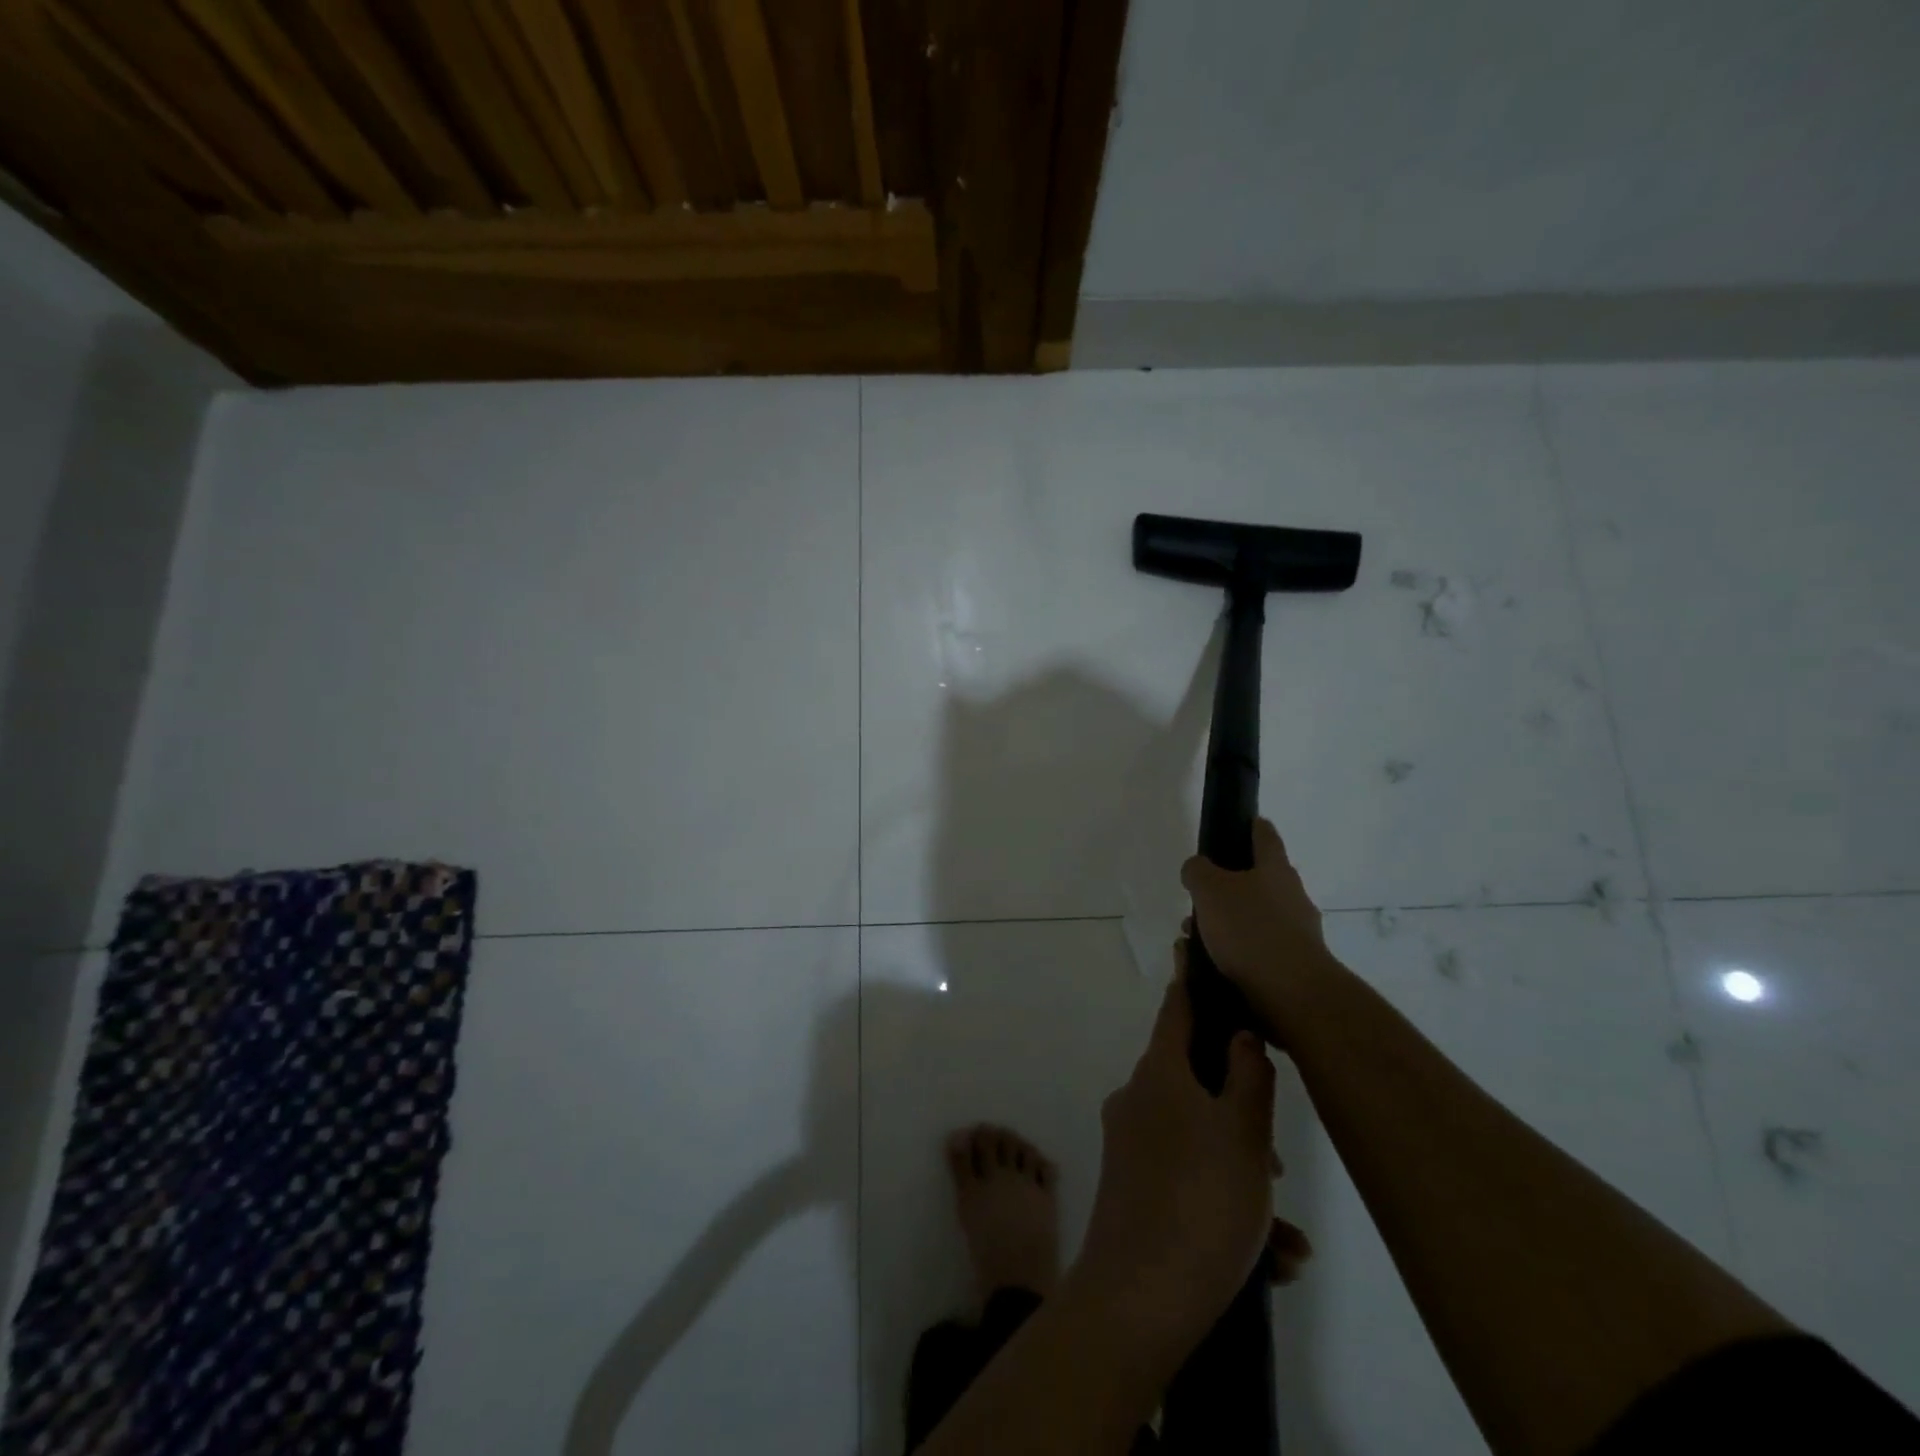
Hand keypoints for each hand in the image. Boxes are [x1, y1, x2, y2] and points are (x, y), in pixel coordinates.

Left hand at [1072, 952, 1296, 1372]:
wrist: (1139, 1298)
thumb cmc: (1200, 1201)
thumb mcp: (1243, 1134)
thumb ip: (1249, 1077)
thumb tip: (1240, 1034)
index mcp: (1158, 1073)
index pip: (1177, 1008)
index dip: (1193, 982)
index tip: (1194, 949)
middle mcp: (1137, 1098)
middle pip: (1196, 1081)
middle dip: (1242, 1112)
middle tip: (1275, 1161)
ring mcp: (1129, 1144)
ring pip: (1200, 1139)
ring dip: (1242, 1173)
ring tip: (1283, 1234)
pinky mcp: (1131, 1187)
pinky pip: (1186, 1178)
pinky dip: (1224, 1203)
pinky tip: (1270, 1258)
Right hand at [1182, 818, 1332, 1047]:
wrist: (1293, 994)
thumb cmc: (1250, 930)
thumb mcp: (1209, 890)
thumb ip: (1198, 871)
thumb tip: (1197, 868)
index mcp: (1275, 868)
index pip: (1265, 835)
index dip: (1252, 826)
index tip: (1242, 823)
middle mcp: (1293, 895)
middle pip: (1259, 879)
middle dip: (1228, 887)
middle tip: (1199, 898)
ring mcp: (1299, 931)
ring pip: (1256, 917)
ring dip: (1228, 923)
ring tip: (1196, 940)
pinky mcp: (1296, 964)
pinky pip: (1259, 948)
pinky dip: (1238, 951)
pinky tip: (1214, 964)